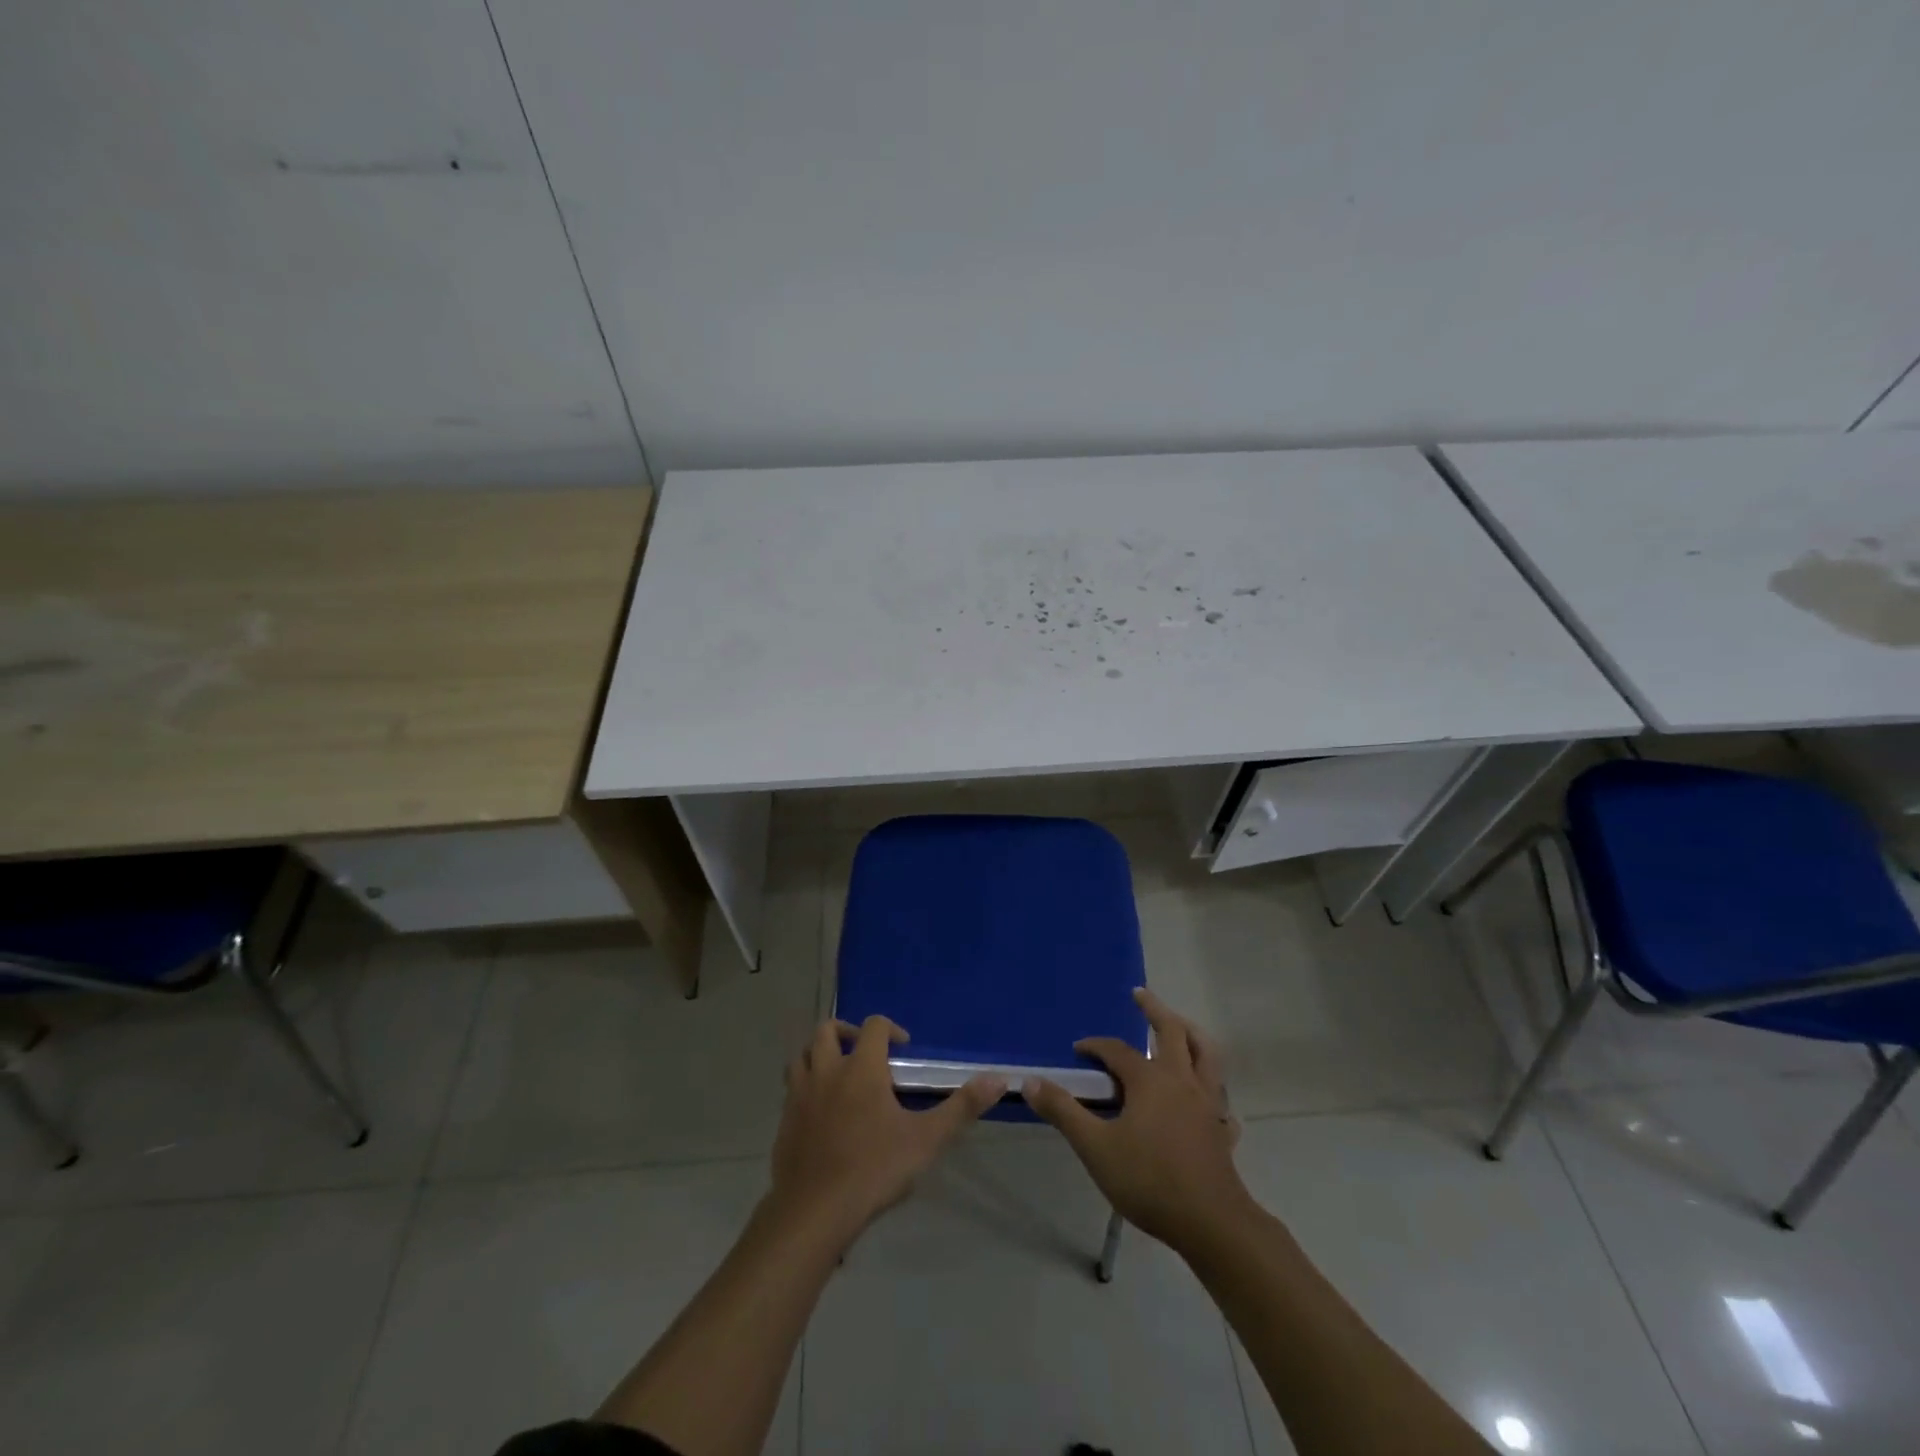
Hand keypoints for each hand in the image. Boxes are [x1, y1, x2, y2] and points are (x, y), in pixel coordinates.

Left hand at [769, 1016, 1003, 1243]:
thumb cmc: (873, 1169)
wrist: (813, 1213)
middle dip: (846, 1031)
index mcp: (860, 1068)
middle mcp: (826, 1072)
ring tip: (837, 1073)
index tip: (904, 1047)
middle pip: (826, 1030)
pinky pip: (791, 1091)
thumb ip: (962, 1107)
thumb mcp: (927, 1139)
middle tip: (864, 1049)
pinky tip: (820, 1114)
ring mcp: (799, 1096)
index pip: (873, 1026)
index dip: (890, 1028)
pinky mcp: (784, 1123)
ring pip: (802, 1057)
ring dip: (818, 1055)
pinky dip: (805, 1088)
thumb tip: (999, 1079)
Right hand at [1023, 988, 1251, 1252]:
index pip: (1117, 1050)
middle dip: (1154, 1010)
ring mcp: (1207, 1104)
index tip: (1078, 1050)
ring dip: (1191, 1034)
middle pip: (1172, 1032)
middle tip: (1140, 994)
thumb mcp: (1095, 1147)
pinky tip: (1207, 1099)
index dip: (1095, 1046)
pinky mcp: (1221, 1130)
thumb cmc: (1149, 1180)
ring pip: (1206, 1055)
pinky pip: (1221, 1099)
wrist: (1211, 1223)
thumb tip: (1030, 1082)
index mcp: (1150, 1080)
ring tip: (1180, 1026)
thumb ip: (1063, 1112)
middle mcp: (1182, 1081)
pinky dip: (1213, 1089)